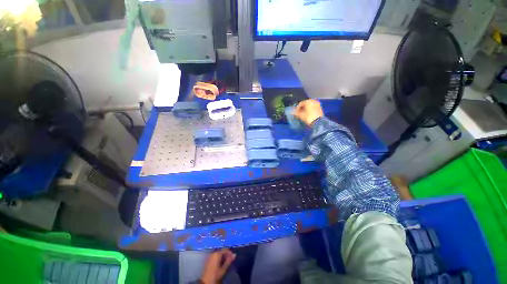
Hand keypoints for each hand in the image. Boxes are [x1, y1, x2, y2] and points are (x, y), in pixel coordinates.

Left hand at [200, 249, 235, 283]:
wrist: (206, 281)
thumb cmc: (215, 275)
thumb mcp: (223, 269)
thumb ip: (229, 261)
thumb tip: (235, 254)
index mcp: (217, 254)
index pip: (225, 250)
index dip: (230, 253)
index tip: (233, 258)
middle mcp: (213, 253)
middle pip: (222, 251)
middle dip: (226, 255)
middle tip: (230, 260)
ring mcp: (210, 256)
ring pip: (218, 254)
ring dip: (223, 257)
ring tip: (226, 262)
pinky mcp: (208, 260)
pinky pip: (215, 256)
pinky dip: (219, 259)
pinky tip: (221, 263)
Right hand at [294, 99, 323, 125]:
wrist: (318, 123)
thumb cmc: (309, 118)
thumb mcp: (301, 115)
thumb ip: (296, 113)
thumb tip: (291, 112)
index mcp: (308, 101)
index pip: (300, 103)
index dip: (297, 108)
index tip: (296, 112)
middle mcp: (313, 101)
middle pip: (305, 104)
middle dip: (302, 108)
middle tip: (300, 113)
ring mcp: (317, 104)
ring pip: (310, 105)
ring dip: (306, 108)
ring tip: (304, 113)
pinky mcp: (320, 108)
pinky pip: (313, 107)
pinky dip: (310, 109)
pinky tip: (308, 114)